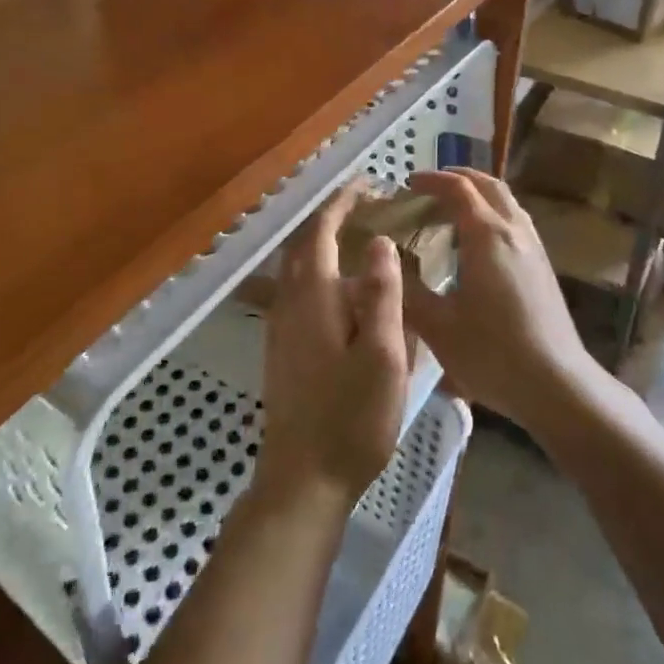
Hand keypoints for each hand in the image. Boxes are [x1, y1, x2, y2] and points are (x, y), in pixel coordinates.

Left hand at [254, 184, 408, 511]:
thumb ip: (380, 295)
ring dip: (325, 243)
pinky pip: (299, 289)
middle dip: (333, 217)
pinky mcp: (283, 346)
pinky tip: (345, 291)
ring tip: (361, 240)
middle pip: (306, 243)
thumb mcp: (382, 355)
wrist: (303, 480)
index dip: (342, 202)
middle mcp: (289, 301)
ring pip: (300, 267)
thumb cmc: (351, 418)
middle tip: (368, 208)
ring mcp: (281, 325)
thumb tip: (378, 242)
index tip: (367, 184)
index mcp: (313, 295)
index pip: (322, 230)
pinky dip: (321, 271)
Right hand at [400, 169, 597, 436]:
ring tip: (449, 214)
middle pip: (487, 184)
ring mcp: (534, 247)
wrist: (557, 385)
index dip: (431, 181)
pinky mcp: (543, 265)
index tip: (406, 185)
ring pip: (505, 201)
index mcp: (486, 235)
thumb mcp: (437, 325)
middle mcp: (514, 230)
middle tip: (427, 191)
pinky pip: (514, 221)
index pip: (458, 188)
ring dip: (477, 195)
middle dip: (456, 179)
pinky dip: (491, 214)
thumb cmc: (492, 353)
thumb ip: (408, 289)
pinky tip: (477, 245)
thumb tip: (387, 262)